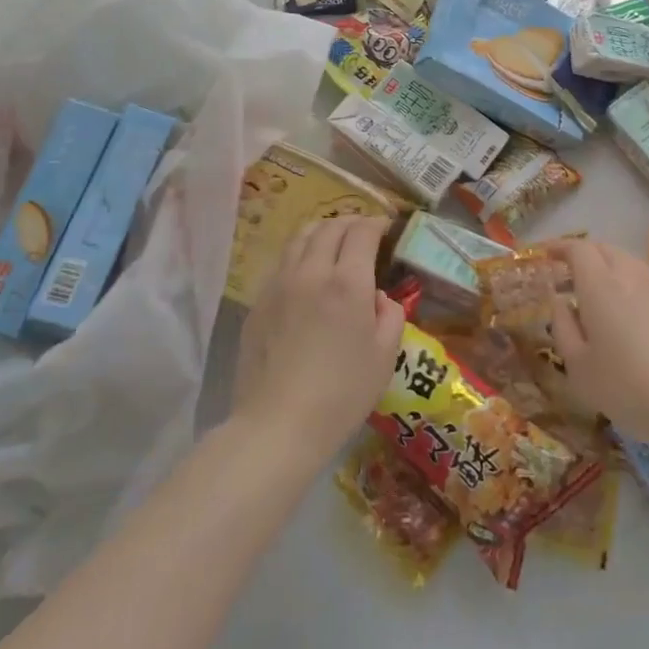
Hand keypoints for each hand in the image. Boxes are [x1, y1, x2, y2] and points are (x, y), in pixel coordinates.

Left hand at [235, 217, 404, 459]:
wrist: (278, 426)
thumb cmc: (342, 393)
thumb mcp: (385, 355)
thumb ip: (390, 314)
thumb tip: (377, 297)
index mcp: (347, 282)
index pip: (362, 232)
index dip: (377, 223)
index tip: (386, 227)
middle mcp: (311, 272)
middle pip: (329, 227)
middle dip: (350, 222)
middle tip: (363, 232)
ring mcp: (279, 285)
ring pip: (300, 238)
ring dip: (322, 232)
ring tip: (333, 242)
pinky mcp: (258, 304)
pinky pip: (282, 264)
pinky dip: (300, 255)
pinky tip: (307, 275)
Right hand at [545, 239, 648, 460]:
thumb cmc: (627, 387)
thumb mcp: (579, 367)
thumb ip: (563, 327)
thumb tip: (559, 301)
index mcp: (600, 284)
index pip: (578, 249)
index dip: (559, 247)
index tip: (545, 253)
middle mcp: (630, 276)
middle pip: (604, 249)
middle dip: (582, 254)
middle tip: (566, 275)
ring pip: (627, 263)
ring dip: (607, 268)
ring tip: (594, 295)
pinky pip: (644, 283)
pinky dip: (627, 286)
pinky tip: (624, 317)